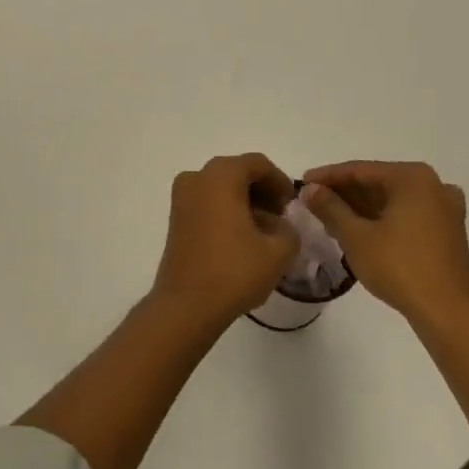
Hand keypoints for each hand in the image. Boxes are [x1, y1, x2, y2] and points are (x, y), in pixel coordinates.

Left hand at [153, 154, 299, 328]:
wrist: (187, 305)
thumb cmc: (234, 271)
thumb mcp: (278, 252)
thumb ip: (289, 230)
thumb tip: (281, 225)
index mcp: (221, 176)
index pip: (257, 164)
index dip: (280, 181)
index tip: (293, 205)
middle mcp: (197, 177)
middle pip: (236, 172)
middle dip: (262, 190)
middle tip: (281, 216)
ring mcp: (181, 197)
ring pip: (220, 187)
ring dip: (244, 201)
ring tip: (264, 231)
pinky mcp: (175, 218)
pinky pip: (206, 201)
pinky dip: (226, 210)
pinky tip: (242, 237)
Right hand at [299, 161, 468, 329]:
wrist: (448, 314)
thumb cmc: (399, 267)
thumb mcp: (356, 236)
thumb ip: (329, 207)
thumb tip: (309, 189)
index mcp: (412, 177)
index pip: (360, 170)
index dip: (327, 176)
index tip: (301, 183)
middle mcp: (433, 185)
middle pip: (378, 182)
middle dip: (344, 194)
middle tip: (314, 203)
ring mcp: (444, 208)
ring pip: (392, 199)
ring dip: (362, 208)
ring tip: (331, 219)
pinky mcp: (448, 231)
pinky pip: (408, 214)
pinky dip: (384, 218)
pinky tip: (362, 231)